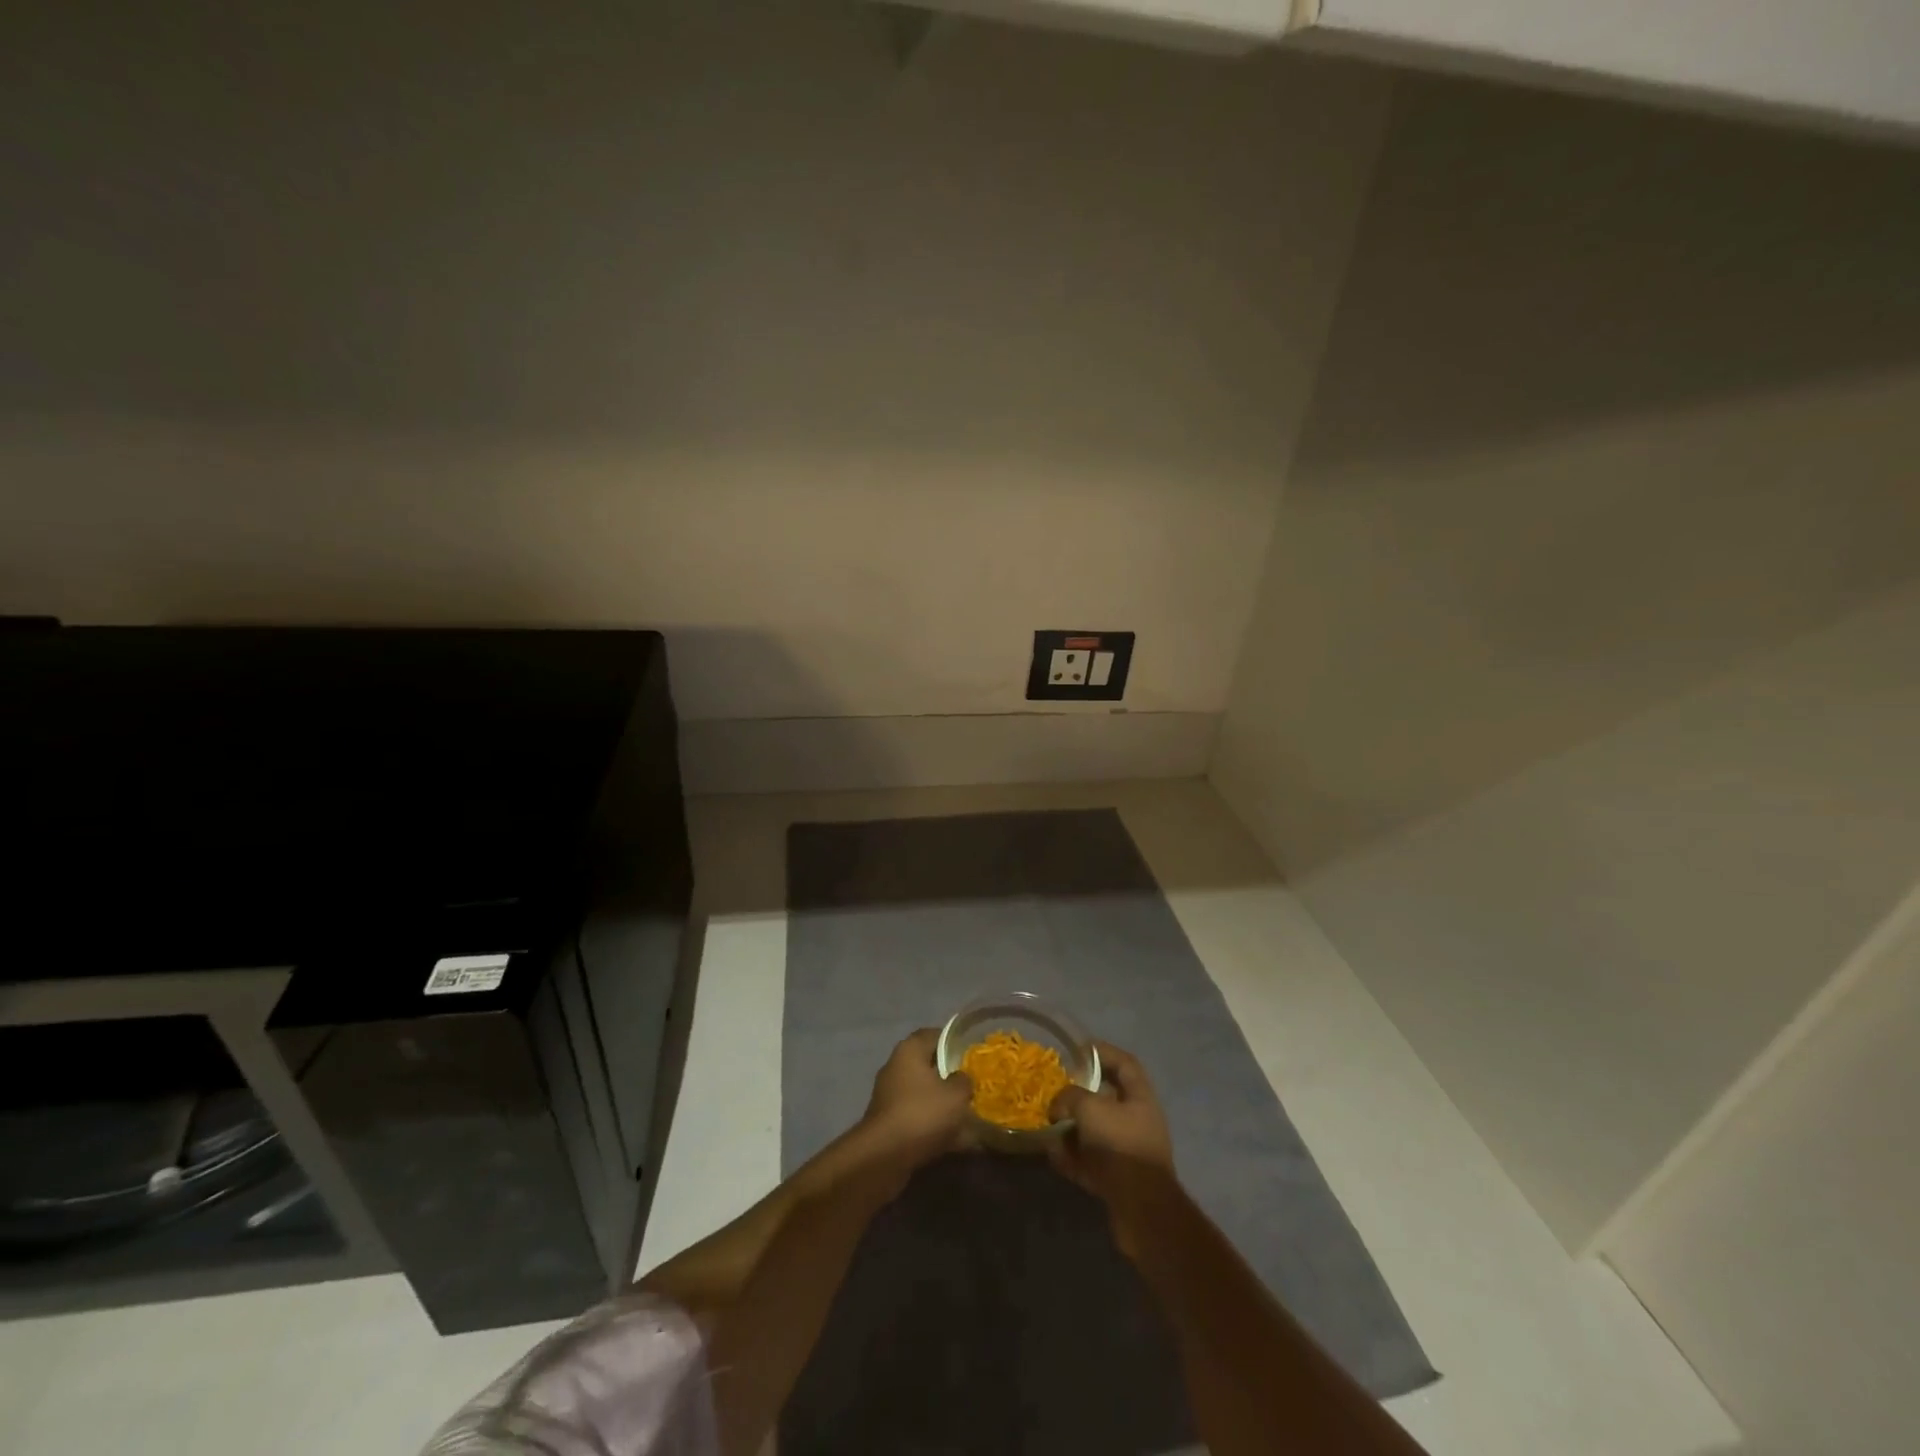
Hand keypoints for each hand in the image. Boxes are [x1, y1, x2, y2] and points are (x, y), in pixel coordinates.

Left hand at [860, 1028, 974, 1166]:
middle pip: (928, 1065)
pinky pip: (916, 1116)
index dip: (954, 1042)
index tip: (972, 1054)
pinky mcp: (888, 1122)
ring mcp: (889, 1095)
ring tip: (967, 1116)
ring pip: (923, 1093)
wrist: (884, 1156)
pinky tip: (953, 1140)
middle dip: (950, 1076)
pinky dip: (932, 1124)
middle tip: (972, 1086)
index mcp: (910, 1050)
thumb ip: (964, 1081)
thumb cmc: (922, 1113)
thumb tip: (962, 1078)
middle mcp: (896, 1067)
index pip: (934, 1035)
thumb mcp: (956, 1094)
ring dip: (942, 1103)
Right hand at [1048, 1041, 1175, 1238]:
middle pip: (1105, 1098)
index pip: (1124, 1063)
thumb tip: (1058, 1105)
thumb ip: (1070, 1097)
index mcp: (1140, 1098)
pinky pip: (1089, 1159)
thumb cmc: (1120, 1145)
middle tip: (1055, 1091)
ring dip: (1071, 1128)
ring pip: (1094, 1131)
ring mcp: (1126, 1151)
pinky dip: (1071, 1156)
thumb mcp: (1090, 1108)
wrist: (1141, 1209)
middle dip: (1079, 1094)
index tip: (1077, 1050)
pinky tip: (1053, 1155)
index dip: (1102, 1052)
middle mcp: (1136, 1121)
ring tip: (1048, 1126)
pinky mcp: (1116, 1178)